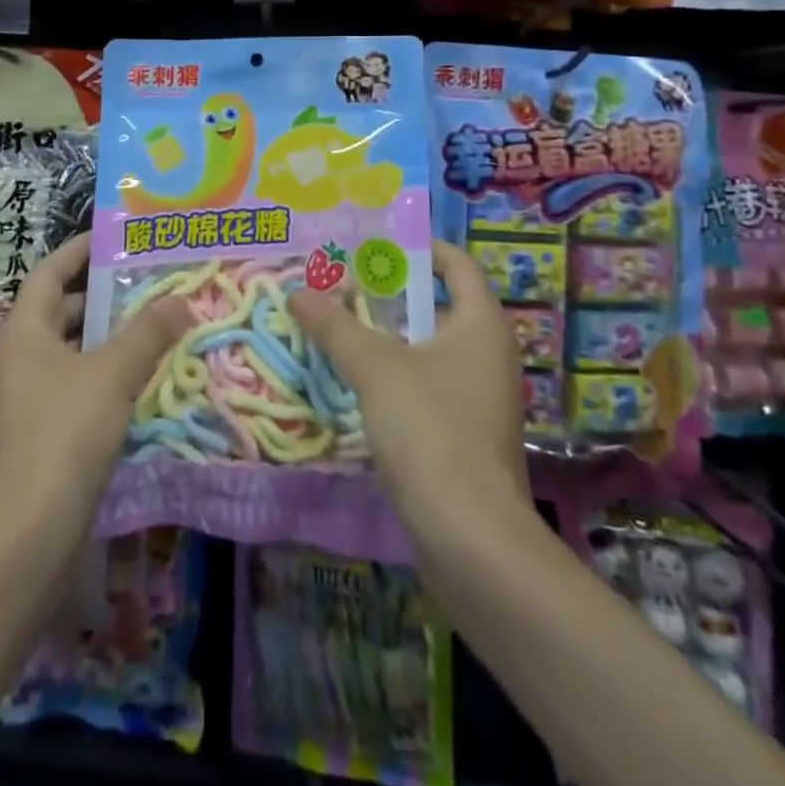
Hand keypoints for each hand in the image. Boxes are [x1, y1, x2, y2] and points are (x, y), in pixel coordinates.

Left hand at [0, 233, 196, 542]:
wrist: (32, 529)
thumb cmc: (65, 432)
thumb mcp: (112, 372)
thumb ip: (148, 332)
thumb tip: (181, 299)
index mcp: (26, 329)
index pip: (51, 271)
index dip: (80, 249)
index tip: (116, 236)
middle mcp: (25, 354)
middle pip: (66, 308)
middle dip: (107, 293)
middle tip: (153, 279)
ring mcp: (36, 393)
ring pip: (79, 348)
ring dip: (115, 335)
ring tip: (162, 319)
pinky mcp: (51, 427)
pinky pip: (86, 381)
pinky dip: (114, 371)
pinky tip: (151, 372)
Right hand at [289, 239, 526, 536]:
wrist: (472, 539)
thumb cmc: (431, 431)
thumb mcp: (375, 369)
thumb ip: (335, 327)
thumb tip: (297, 292)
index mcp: (481, 323)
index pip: (455, 263)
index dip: (416, 248)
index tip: (371, 246)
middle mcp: (487, 352)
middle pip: (436, 303)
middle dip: (387, 292)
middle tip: (340, 285)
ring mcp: (478, 395)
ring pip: (427, 346)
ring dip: (385, 334)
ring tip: (337, 326)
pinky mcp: (464, 431)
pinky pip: (425, 382)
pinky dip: (393, 371)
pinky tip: (355, 378)